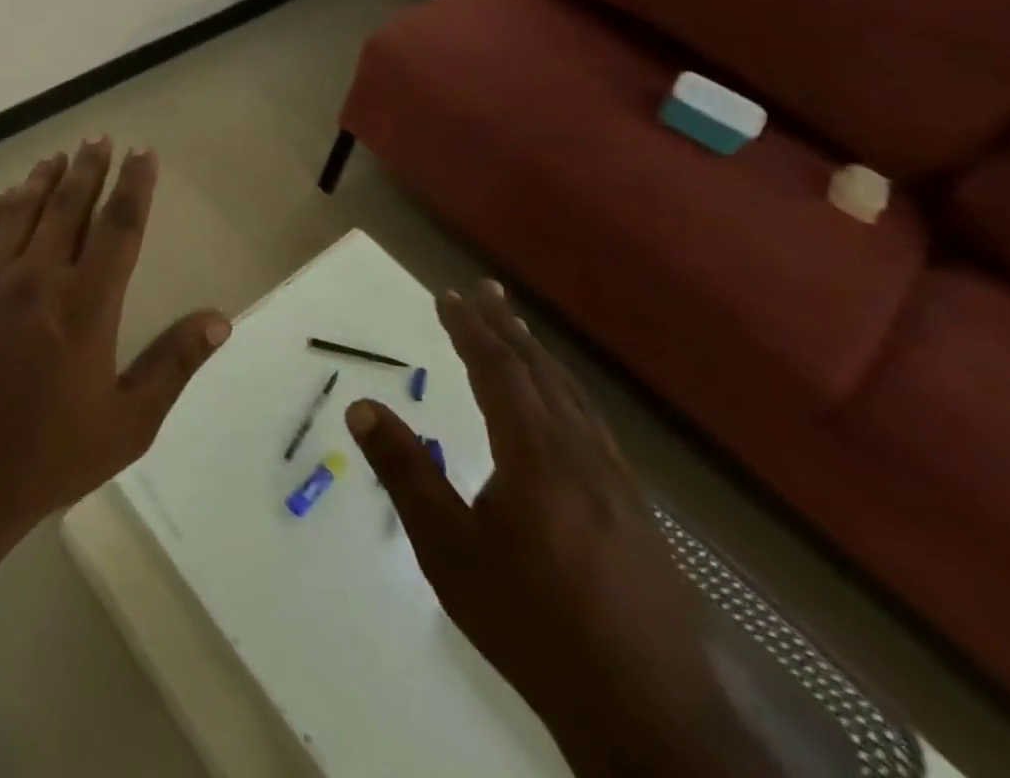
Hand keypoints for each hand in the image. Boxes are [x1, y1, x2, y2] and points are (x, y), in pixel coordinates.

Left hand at [0, 138, 230, 551]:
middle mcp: (39, 279)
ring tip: (57, 156)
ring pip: (22, 212)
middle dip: (88, 167)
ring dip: (42, 180)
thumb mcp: (128, 422)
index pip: (118, 227)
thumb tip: (219, 319)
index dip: (134, 185)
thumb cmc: (50, 455)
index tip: (143, 153)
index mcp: (86, 305)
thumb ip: (173, 364)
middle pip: (69, 206)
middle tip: (98, 137)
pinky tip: (4, 198)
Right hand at [348, 282, 774, 777]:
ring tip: (519, 331)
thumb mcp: (448, 550)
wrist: (648, 718)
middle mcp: (581, 455)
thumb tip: (360, 405)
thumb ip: (405, 471)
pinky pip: (594, 427)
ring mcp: (618, 484)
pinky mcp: (637, 514)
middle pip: (541, 373)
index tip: (448, 295)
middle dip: (508, 328)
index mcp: (536, 456)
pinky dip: (567, 394)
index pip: (498, 371)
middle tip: (487, 290)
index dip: (471, 329)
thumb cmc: (532, 624)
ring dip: (540, 357)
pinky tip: (565, 409)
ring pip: (574, 399)